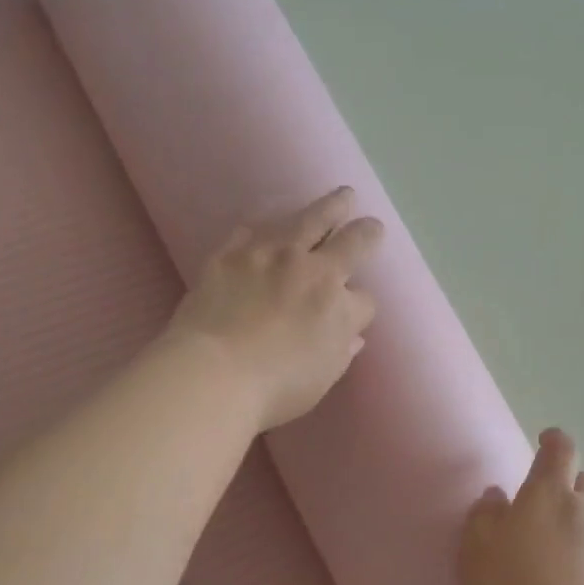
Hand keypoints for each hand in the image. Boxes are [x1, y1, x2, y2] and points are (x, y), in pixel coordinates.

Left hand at [167, 186, 382, 431]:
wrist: (213, 373)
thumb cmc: (275, 387)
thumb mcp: (322, 377)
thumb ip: (340, 352)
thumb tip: (352, 337)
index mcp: (337, 306)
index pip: (364, 300)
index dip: (361, 305)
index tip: (356, 311)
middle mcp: (311, 271)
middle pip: (349, 242)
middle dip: (365, 232)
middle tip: (371, 222)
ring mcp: (269, 256)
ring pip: (307, 220)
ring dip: (328, 207)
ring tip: (341, 197)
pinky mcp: (231, 254)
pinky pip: (253, 230)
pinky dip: (266, 227)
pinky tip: (268, 224)